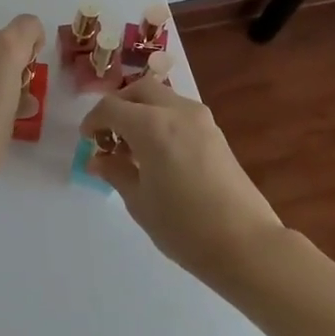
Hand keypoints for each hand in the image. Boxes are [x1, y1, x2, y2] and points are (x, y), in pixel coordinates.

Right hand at [81, 77, 283, 282]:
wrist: (246, 244)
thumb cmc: (184, 226)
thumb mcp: (139, 202)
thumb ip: (116, 172)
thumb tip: (98, 159)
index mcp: (151, 125)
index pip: (111, 108)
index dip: (93, 121)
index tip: (87, 140)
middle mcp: (176, 111)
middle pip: (139, 90)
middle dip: (119, 106)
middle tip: (109, 136)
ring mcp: (201, 120)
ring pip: (162, 97)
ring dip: (142, 111)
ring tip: (133, 148)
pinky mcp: (216, 133)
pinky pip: (180, 113)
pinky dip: (162, 120)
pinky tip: (158, 154)